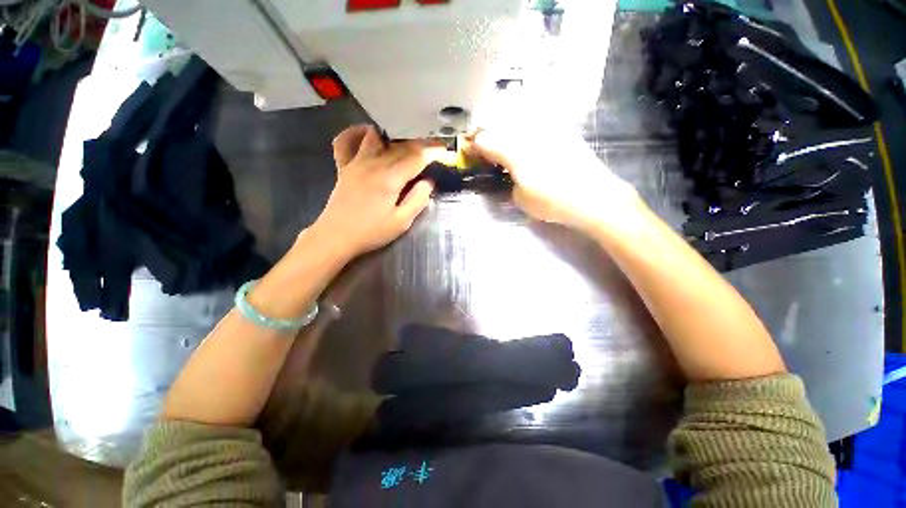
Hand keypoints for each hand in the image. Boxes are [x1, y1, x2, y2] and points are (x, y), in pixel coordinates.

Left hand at [310, 125, 442, 259]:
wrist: (336, 237)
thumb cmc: (371, 232)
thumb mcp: (401, 222)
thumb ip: (418, 200)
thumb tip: (428, 182)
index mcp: (390, 178)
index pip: (416, 157)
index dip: (432, 151)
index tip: (444, 149)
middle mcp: (373, 164)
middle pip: (400, 146)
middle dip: (419, 144)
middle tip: (432, 148)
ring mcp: (355, 163)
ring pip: (376, 137)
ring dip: (392, 137)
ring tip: (404, 143)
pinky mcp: (343, 167)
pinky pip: (344, 142)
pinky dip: (355, 134)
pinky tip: (365, 134)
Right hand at [466, 127, 643, 235]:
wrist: (594, 196)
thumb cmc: (553, 201)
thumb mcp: (521, 198)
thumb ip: (508, 180)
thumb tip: (508, 172)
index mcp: (514, 151)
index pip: (484, 139)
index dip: (473, 145)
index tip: (469, 152)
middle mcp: (528, 132)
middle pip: (498, 123)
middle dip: (486, 133)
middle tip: (483, 147)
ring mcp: (546, 127)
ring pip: (516, 117)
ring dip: (503, 127)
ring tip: (502, 142)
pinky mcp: (561, 129)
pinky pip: (535, 120)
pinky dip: (524, 126)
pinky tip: (525, 137)